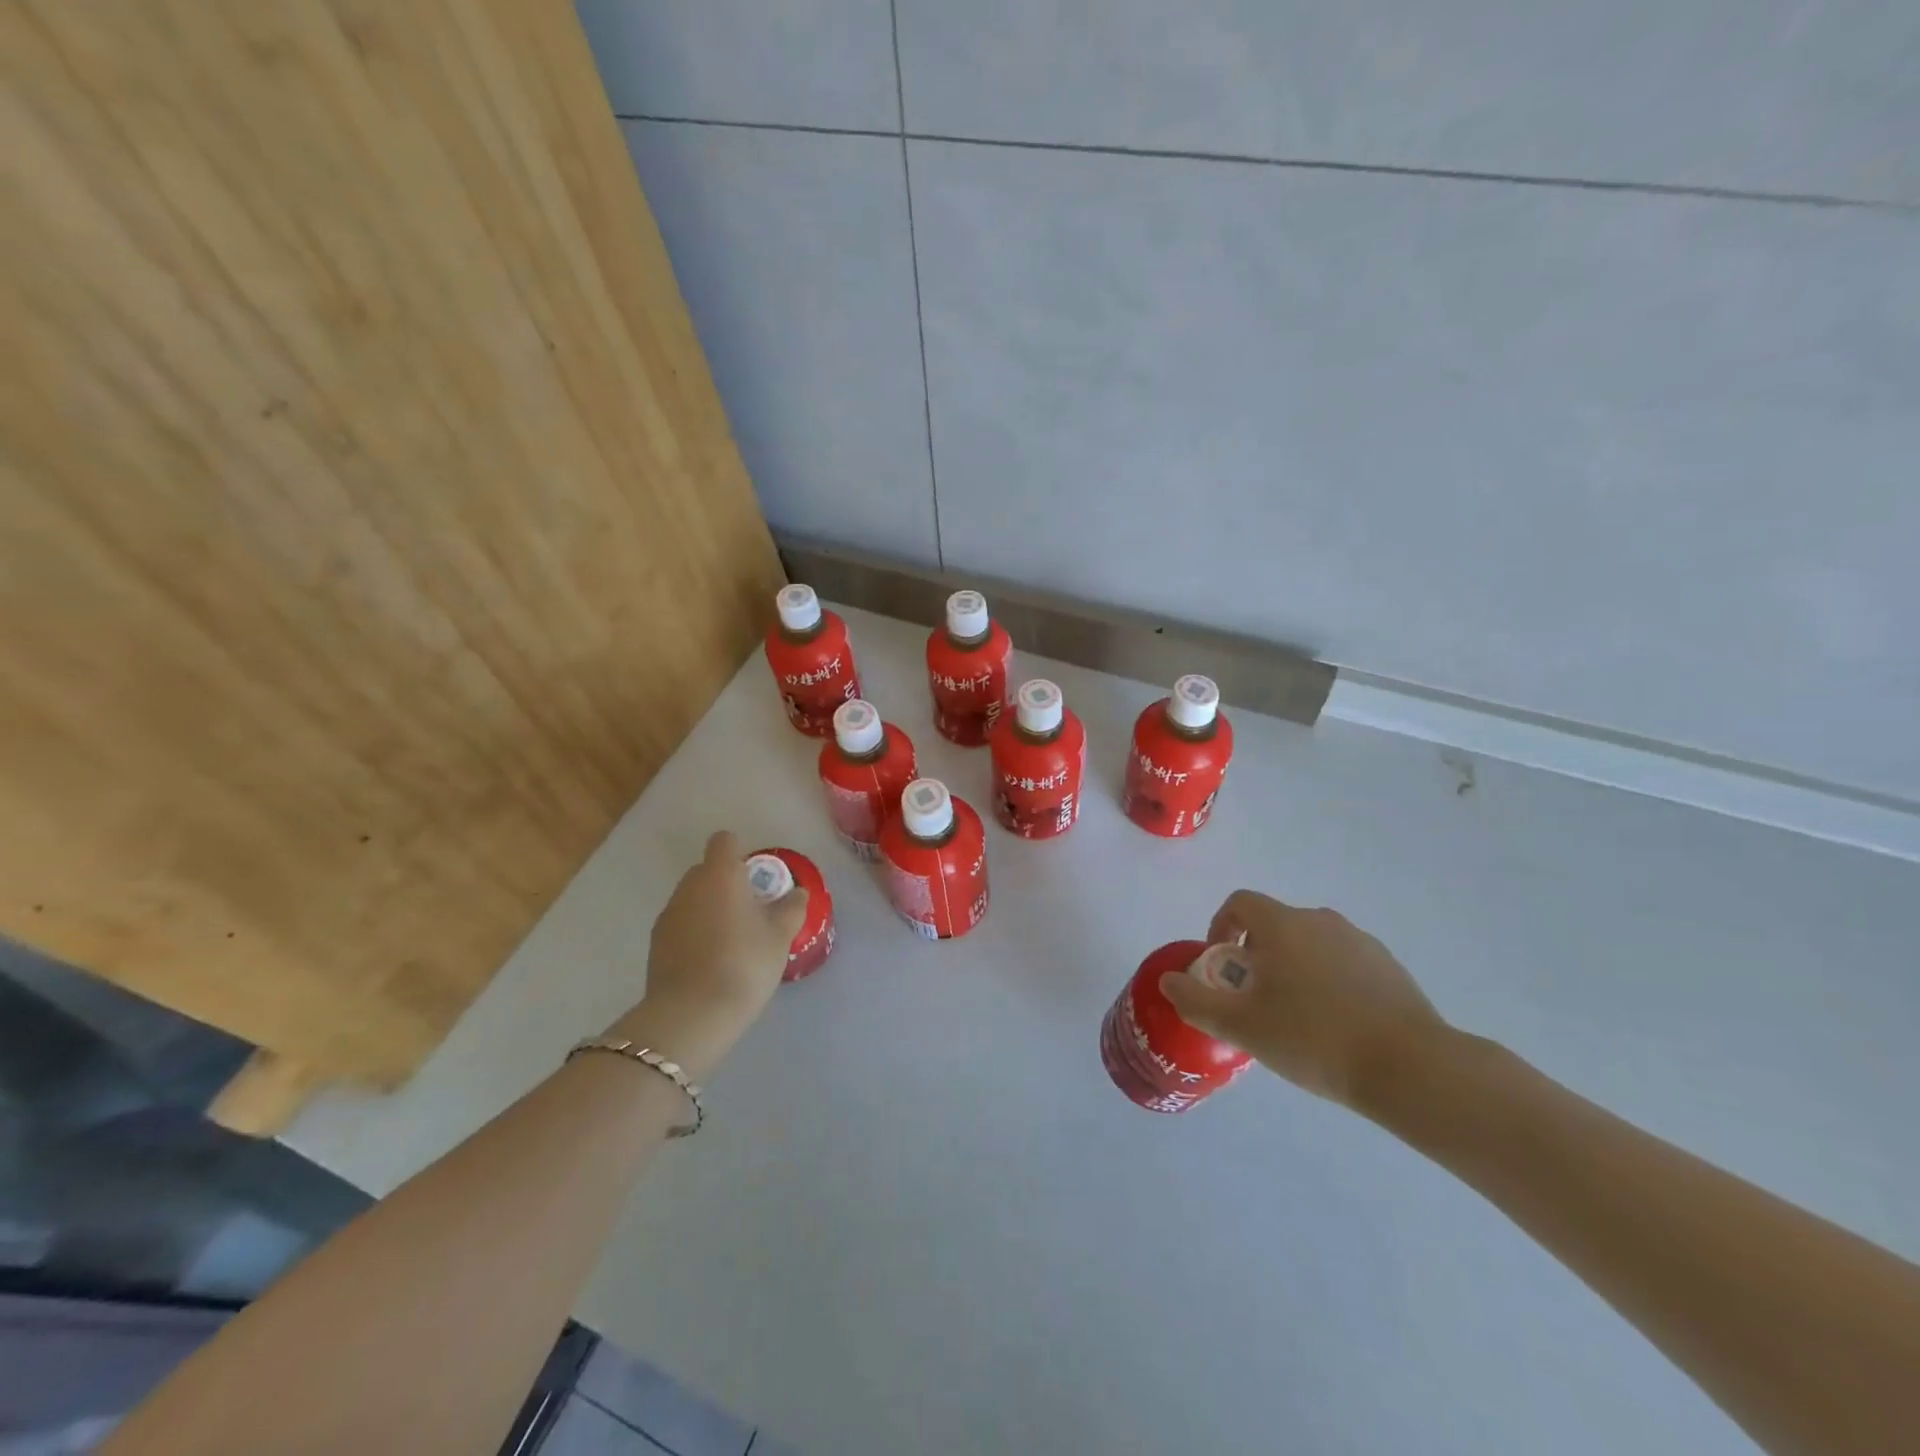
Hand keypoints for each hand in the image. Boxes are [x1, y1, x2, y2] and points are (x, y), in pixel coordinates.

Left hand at [608, 830, 807, 1078]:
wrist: (691, 1014)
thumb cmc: (743, 963)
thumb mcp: (780, 936)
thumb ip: (791, 908)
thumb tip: (796, 893)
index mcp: (720, 874)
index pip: (725, 841)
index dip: (741, 853)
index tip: (757, 879)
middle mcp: (689, 886)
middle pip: (708, 870)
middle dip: (728, 884)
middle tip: (752, 913)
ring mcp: (668, 914)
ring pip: (694, 899)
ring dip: (711, 909)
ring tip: (733, 942)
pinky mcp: (656, 944)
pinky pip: (682, 925)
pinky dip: (696, 933)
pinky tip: (712, 962)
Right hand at [1159, 889, 1446, 1113]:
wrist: (1411, 1068)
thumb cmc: (1314, 1039)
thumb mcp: (1242, 1027)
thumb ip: (1196, 1001)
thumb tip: (1168, 981)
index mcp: (1283, 925)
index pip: (1240, 903)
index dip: (1221, 927)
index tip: (1222, 966)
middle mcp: (1320, 920)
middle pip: (1274, 924)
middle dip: (1255, 955)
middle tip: (1254, 999)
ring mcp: (1359, 941)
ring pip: (1309, 943)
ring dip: (1292, 967)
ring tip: (1295, 1016)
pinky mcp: (1388, 966)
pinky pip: (1342, 961)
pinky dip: (1327, 980)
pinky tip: (1335, 1025)